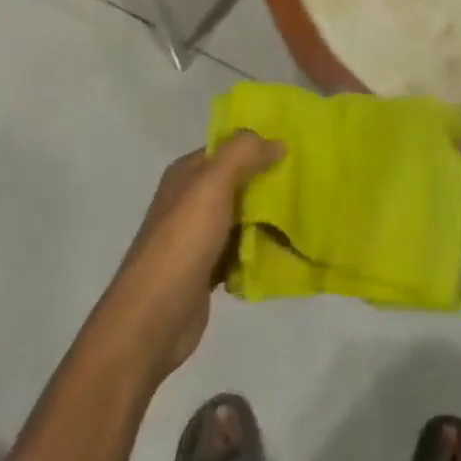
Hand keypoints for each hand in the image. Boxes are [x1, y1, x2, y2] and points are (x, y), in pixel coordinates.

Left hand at [98, 131, 282, 383]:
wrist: (152, 319)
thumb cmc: (182, 242)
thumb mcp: (212, 185)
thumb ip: (242, 154)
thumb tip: (276, 141)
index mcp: (187, 174)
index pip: (228, 148)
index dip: (259, 145)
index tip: (296, 148)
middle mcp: (190, 200)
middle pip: (238, 182)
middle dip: (269, 182)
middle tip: (308, 183)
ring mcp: (197, 237)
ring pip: (242, 218)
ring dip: (268, 218)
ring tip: (306, 215)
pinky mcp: (206, 269)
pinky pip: (240, 251)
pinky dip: (259, 250)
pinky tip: (286, 251)